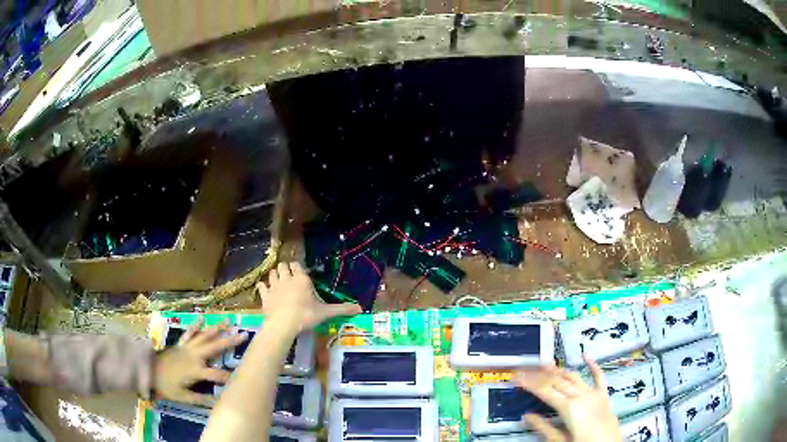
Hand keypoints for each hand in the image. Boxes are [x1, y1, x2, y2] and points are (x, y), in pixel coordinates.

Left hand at [154, 317, 246, 406]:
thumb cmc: (166, 386)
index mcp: (195, 371)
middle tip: (243, 334)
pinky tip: (202, 318)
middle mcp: (193, 356)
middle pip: (214, 347)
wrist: (148, 370)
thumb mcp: (183, 397)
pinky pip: (189, 333)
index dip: (229, 377)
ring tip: (228, 321)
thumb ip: (200, 399)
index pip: (217, 375)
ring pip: (203, 336)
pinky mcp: (180, 344)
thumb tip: (218, 402)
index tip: (241, 379)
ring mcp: (186, 348)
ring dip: (216, 329)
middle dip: (229, 341)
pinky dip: (195, 326)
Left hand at [257, 261, 361, 331]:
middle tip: (289, 275)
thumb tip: (361, 308)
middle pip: (283, 266)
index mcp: (301, 279)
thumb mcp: (326, 313)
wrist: (283, 324)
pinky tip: (265, 288)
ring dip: (275, 274)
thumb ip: (342, 309)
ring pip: (272, 273)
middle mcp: (287, 278)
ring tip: (278, 279)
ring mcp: (274, 286)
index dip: (297, 267)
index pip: (297, 265)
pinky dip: (263, 285)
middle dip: (285, 268)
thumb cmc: (306, 315)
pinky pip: (261, 285)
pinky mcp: (265, 295)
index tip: (300, 272)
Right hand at [516, 355, 621, 441]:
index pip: (544, 391)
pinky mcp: (604, 394)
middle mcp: (580, 394)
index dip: (529, 383)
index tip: (516, 376)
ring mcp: (593, 392)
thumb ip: (544, 428)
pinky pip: (599, 376)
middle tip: (525, 369)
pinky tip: (586, 356)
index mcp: (567, 407)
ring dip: (559, 370)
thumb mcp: (560, 441)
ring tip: (545, 364)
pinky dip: (593, 365)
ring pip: (573, 376)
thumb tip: (526, 415)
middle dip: (539, 375)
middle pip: (556, 381)